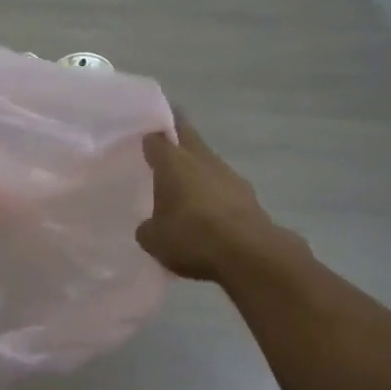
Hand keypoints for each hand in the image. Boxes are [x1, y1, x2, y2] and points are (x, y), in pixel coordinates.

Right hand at [136, 114, 297, 281]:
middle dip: (175, 139)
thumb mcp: (154, 240)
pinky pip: (223, 185)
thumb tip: (150, 226)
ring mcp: (228, 174)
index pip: (156, 140)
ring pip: (207, 160)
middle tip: (163, 153)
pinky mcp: (247, 193)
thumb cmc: (192, 237)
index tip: (142, 148)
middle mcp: (201, 159)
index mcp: (173, 162)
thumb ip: (147, 228)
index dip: (148, 141)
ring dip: (197, 169)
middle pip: (187, 136)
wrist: (248, 253)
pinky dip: (215, 192)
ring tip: (185, 190)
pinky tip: (209, 213)